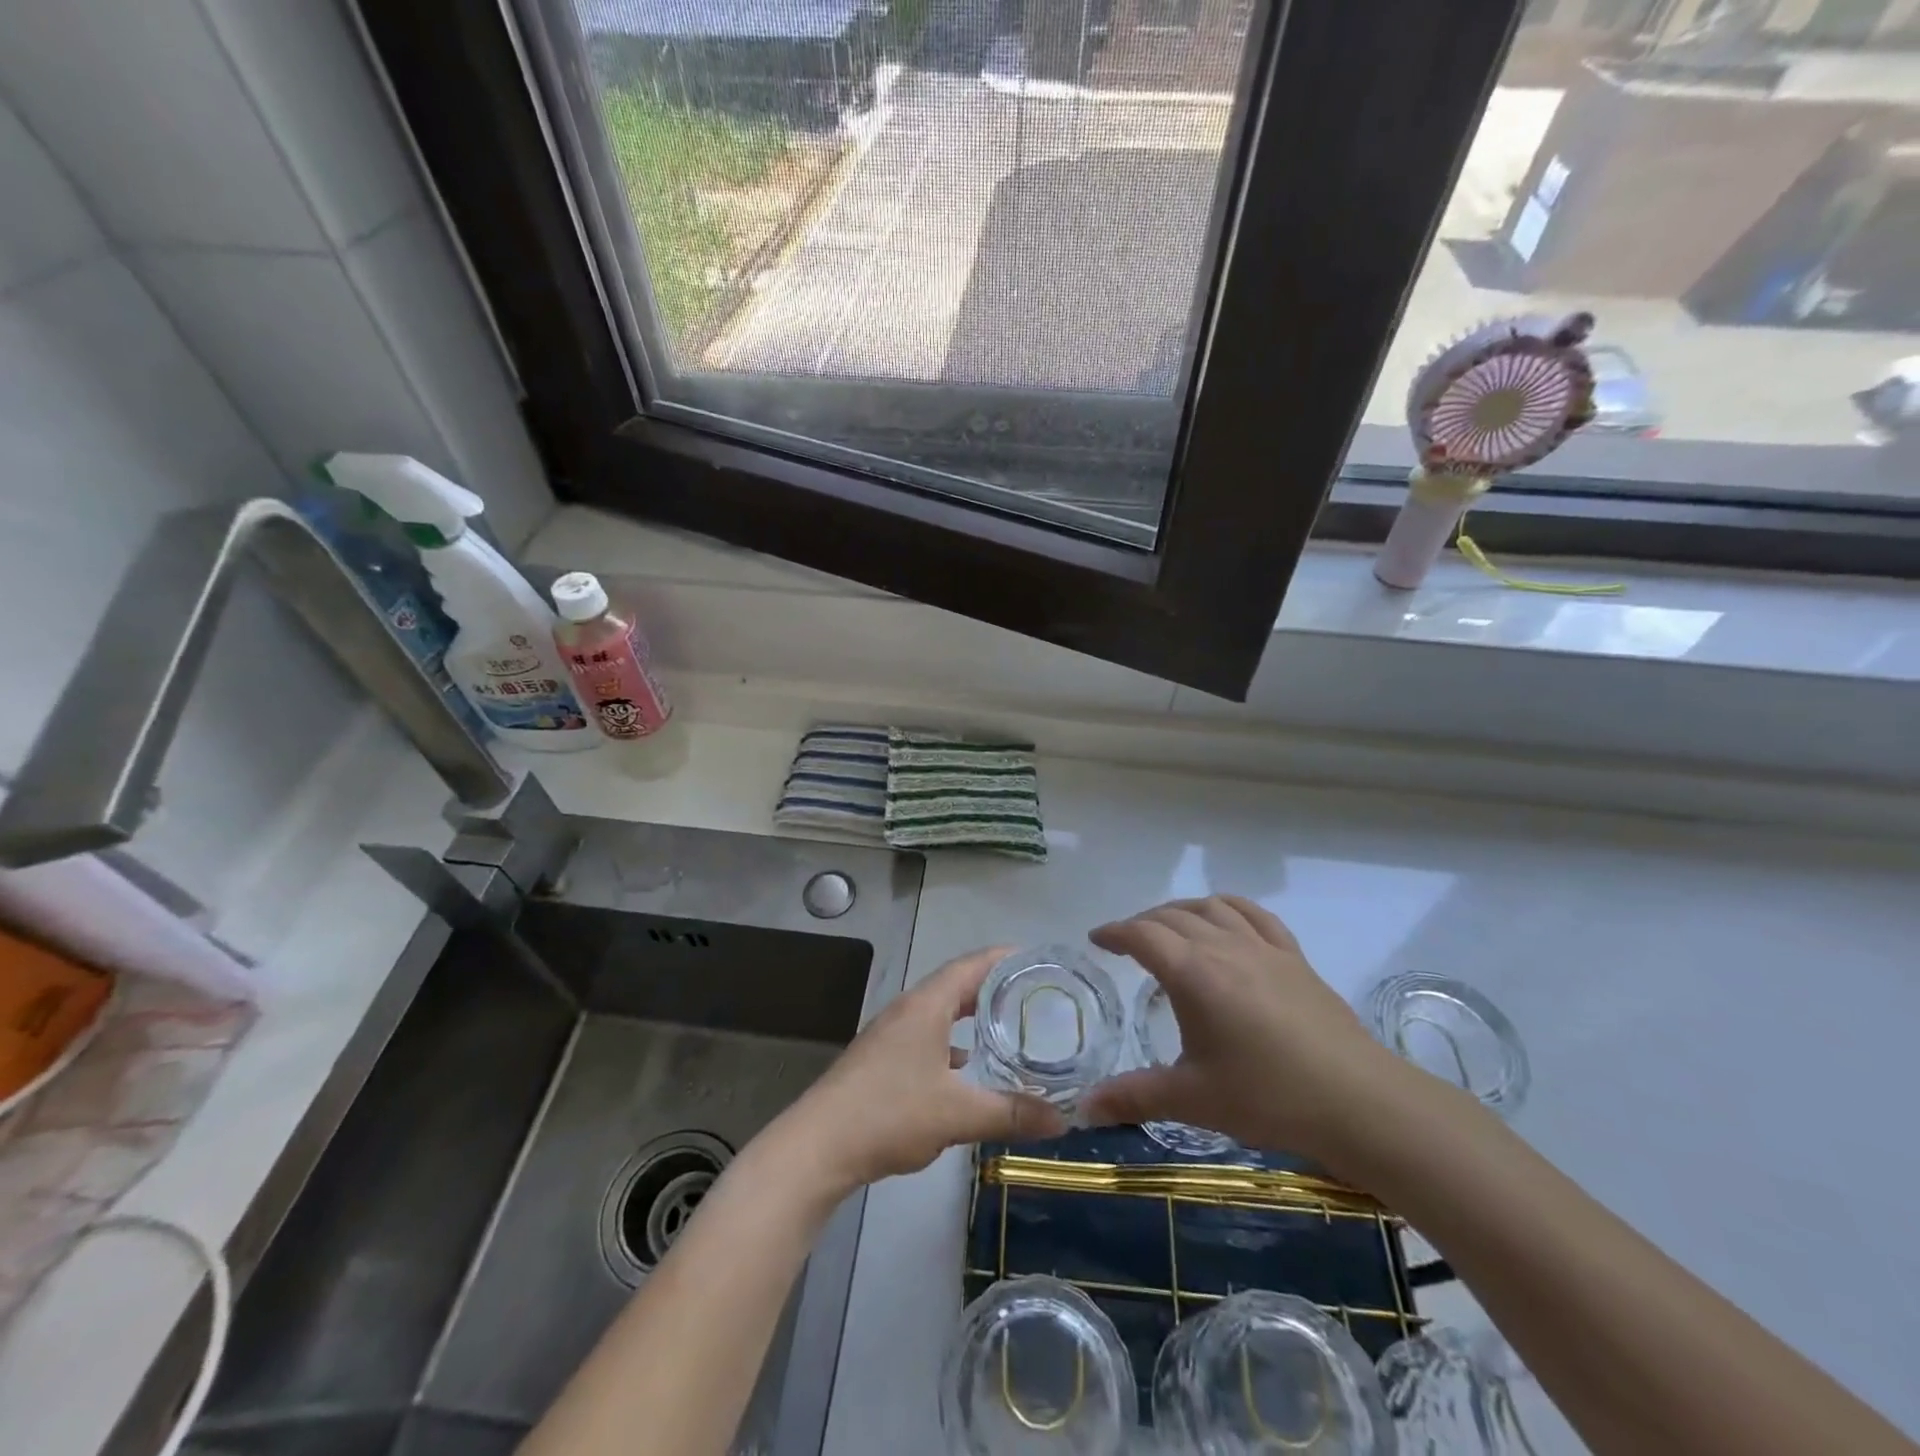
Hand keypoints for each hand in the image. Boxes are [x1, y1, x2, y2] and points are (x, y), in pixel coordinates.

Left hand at [769, 947, 1068, 1198]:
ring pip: (940, 1013)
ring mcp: (891, 1034)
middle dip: (993, 988)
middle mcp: (908, 1010)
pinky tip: (966, 1066)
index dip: (1004, 958)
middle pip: (956, 985)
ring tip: (1008, 1026)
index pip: (971, 965)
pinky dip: (951, 1042)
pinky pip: (927, 1037)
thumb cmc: (890, 1114)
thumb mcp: (958, 1114)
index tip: (1038, 960)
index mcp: (926, 1005)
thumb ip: (1011, 1113)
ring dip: (971, 1015)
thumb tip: (1063, 1120)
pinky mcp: (882, 1060)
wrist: (819, 1147)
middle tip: (1033, 994)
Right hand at [1079, 895, 1409, 1172]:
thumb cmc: (1267, 1097)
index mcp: (1193, 973)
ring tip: (1169, 928)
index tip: (1096, 939)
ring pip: (1212, 908)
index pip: (1142, 935)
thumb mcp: (1192, 1099)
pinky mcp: (1294, 957)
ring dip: (1181, 910)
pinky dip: (1228, 907)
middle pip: (1173, 916)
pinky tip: (1225, 921)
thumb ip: (1133, 1097)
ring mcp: (1263, 947)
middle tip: (1128, 943)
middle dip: (1143, 923)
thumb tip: (1082, 1109)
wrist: (1359, 1102)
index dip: (1114, 932)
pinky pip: (1254, 914)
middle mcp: (1224, 946)